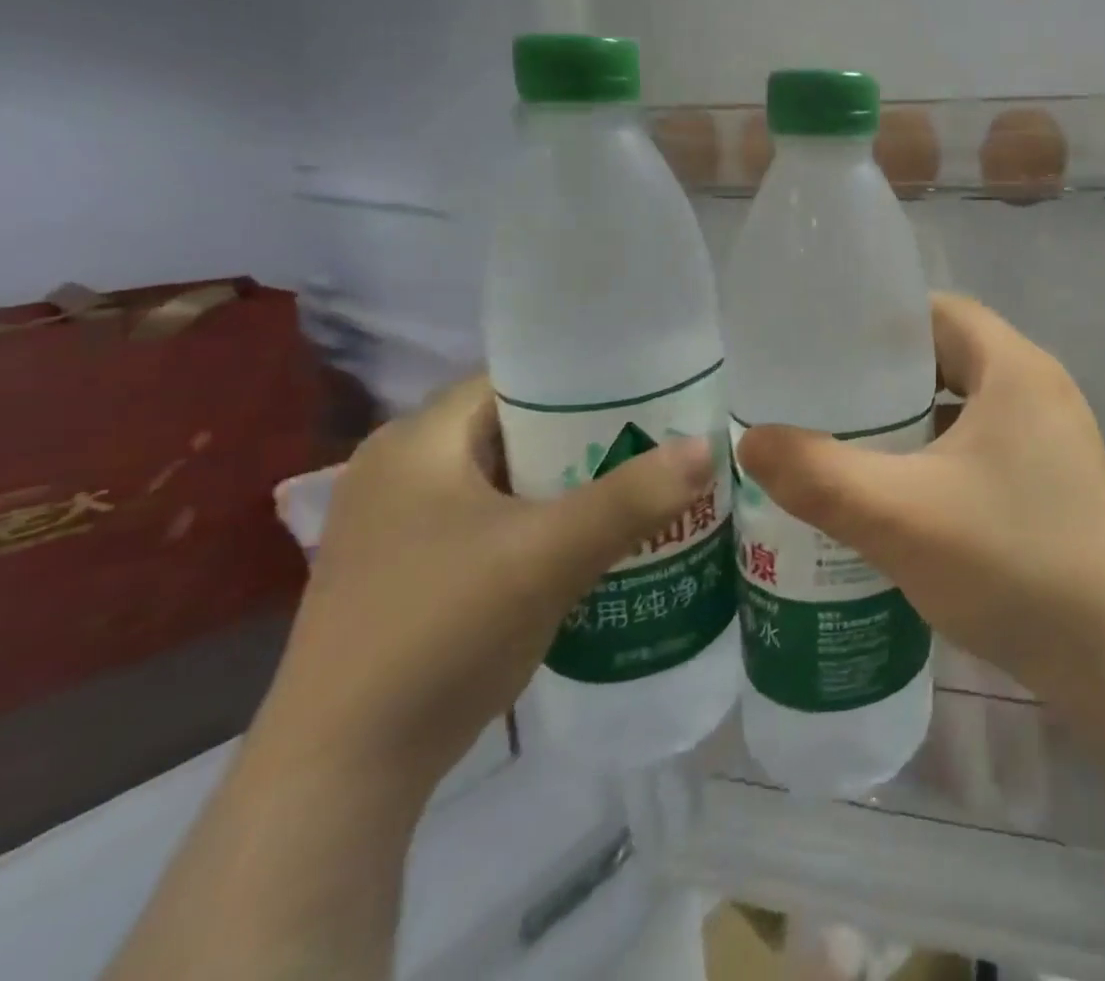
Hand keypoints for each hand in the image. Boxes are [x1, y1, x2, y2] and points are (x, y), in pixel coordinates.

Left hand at [252, 374, 711, 803]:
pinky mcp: (417, 574)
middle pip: (520, 429)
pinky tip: (602, 539)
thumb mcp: (549, 554)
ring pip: (514, 479)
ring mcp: (405, 528)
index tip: (655, 389)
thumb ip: (633, 497)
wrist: (343, 775)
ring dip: (576, 482)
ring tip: (648, 482)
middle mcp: (404, 472)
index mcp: (417, 443)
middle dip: (593, 434)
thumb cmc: (439, 631)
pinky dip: (550, 522)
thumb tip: (710, 446)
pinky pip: (502, 522)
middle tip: (664, 438)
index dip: (588, 379)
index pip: (517, 379)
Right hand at [736, 294, 1104, 705]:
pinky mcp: (1054, 481)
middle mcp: (1041, 389)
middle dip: (888, 377)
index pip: (941, 312)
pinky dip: (940, 456)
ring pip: (968, 406)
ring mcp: (1054, 437)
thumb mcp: (900, 516)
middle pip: (952, 356)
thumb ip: (819, 475)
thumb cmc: (1012, 561)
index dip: (882, 323)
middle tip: (824, 400)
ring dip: (913, 420)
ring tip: (849, 445)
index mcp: (1015, 368)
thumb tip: (751, 440)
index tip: (824, 348)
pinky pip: (985, 445)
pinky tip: (901, 495)